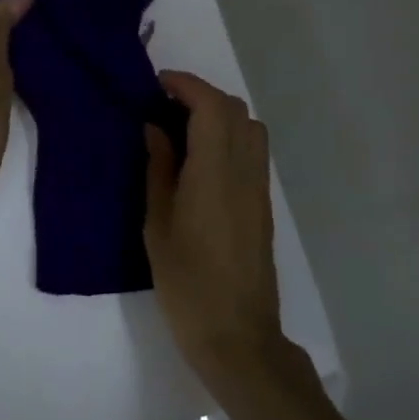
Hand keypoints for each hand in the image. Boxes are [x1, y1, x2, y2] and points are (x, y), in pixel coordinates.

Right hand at [144, 71, 291, 395]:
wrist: (237, 335)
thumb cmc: (187, 283)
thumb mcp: (158, 224)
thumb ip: (159, 169)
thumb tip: (155, 128)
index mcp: (215, 172)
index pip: (211, 106)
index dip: (186, 85)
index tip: (157, 84)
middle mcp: (244, 171)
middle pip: (234, 110)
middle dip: (201, 95)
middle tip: (164, 104)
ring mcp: (258, 187)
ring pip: (249, 127)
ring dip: (219, 114)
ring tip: (182, 128)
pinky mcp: (262, 204)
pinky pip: (252, 150)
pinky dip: (229, 136)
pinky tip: (201, 157)